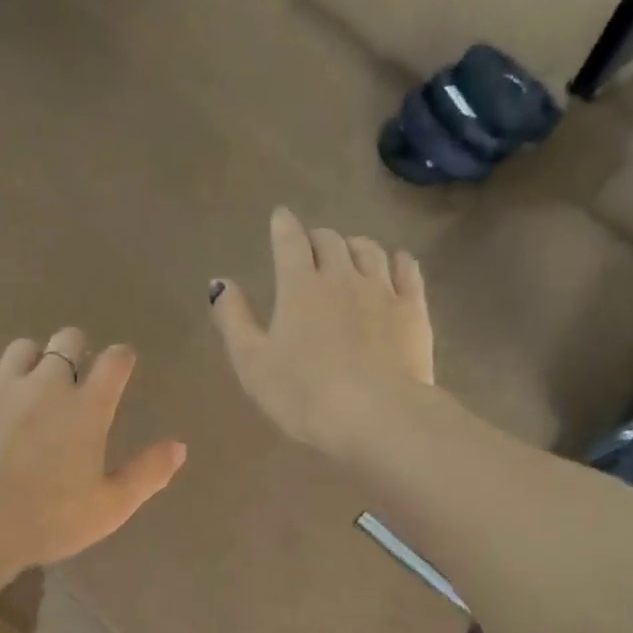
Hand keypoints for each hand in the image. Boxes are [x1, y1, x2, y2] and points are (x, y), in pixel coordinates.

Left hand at [0, 329, 186, 576]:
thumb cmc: (46, 521)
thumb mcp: (109, 508)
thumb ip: (147, 474)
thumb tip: (179, 446)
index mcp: (88, 409)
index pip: (115, 362)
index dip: (120, 358)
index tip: (120, 364)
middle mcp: (47, 384)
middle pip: (67, 341)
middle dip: (75, 349)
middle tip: (72, 374)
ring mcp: (0, 384)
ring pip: (22, 347)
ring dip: (31, 359)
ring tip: (27, 382)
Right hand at [210, 208, 433, 458]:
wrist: (376, 415)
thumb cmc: (303, 394)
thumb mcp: (252, 362)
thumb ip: (233, 319)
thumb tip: (219, 282)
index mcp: (299, 286)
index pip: (290, 241)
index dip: (283, 225)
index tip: (280, 218)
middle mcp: (342, 276)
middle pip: (330, 241)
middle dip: (316, 238)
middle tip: (310, 248)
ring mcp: (382, 290)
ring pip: (369, 250)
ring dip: (354, 246)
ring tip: (349, 254)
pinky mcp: (413, 309)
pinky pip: (407, 270)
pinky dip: (396, 261)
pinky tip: (394, 265)